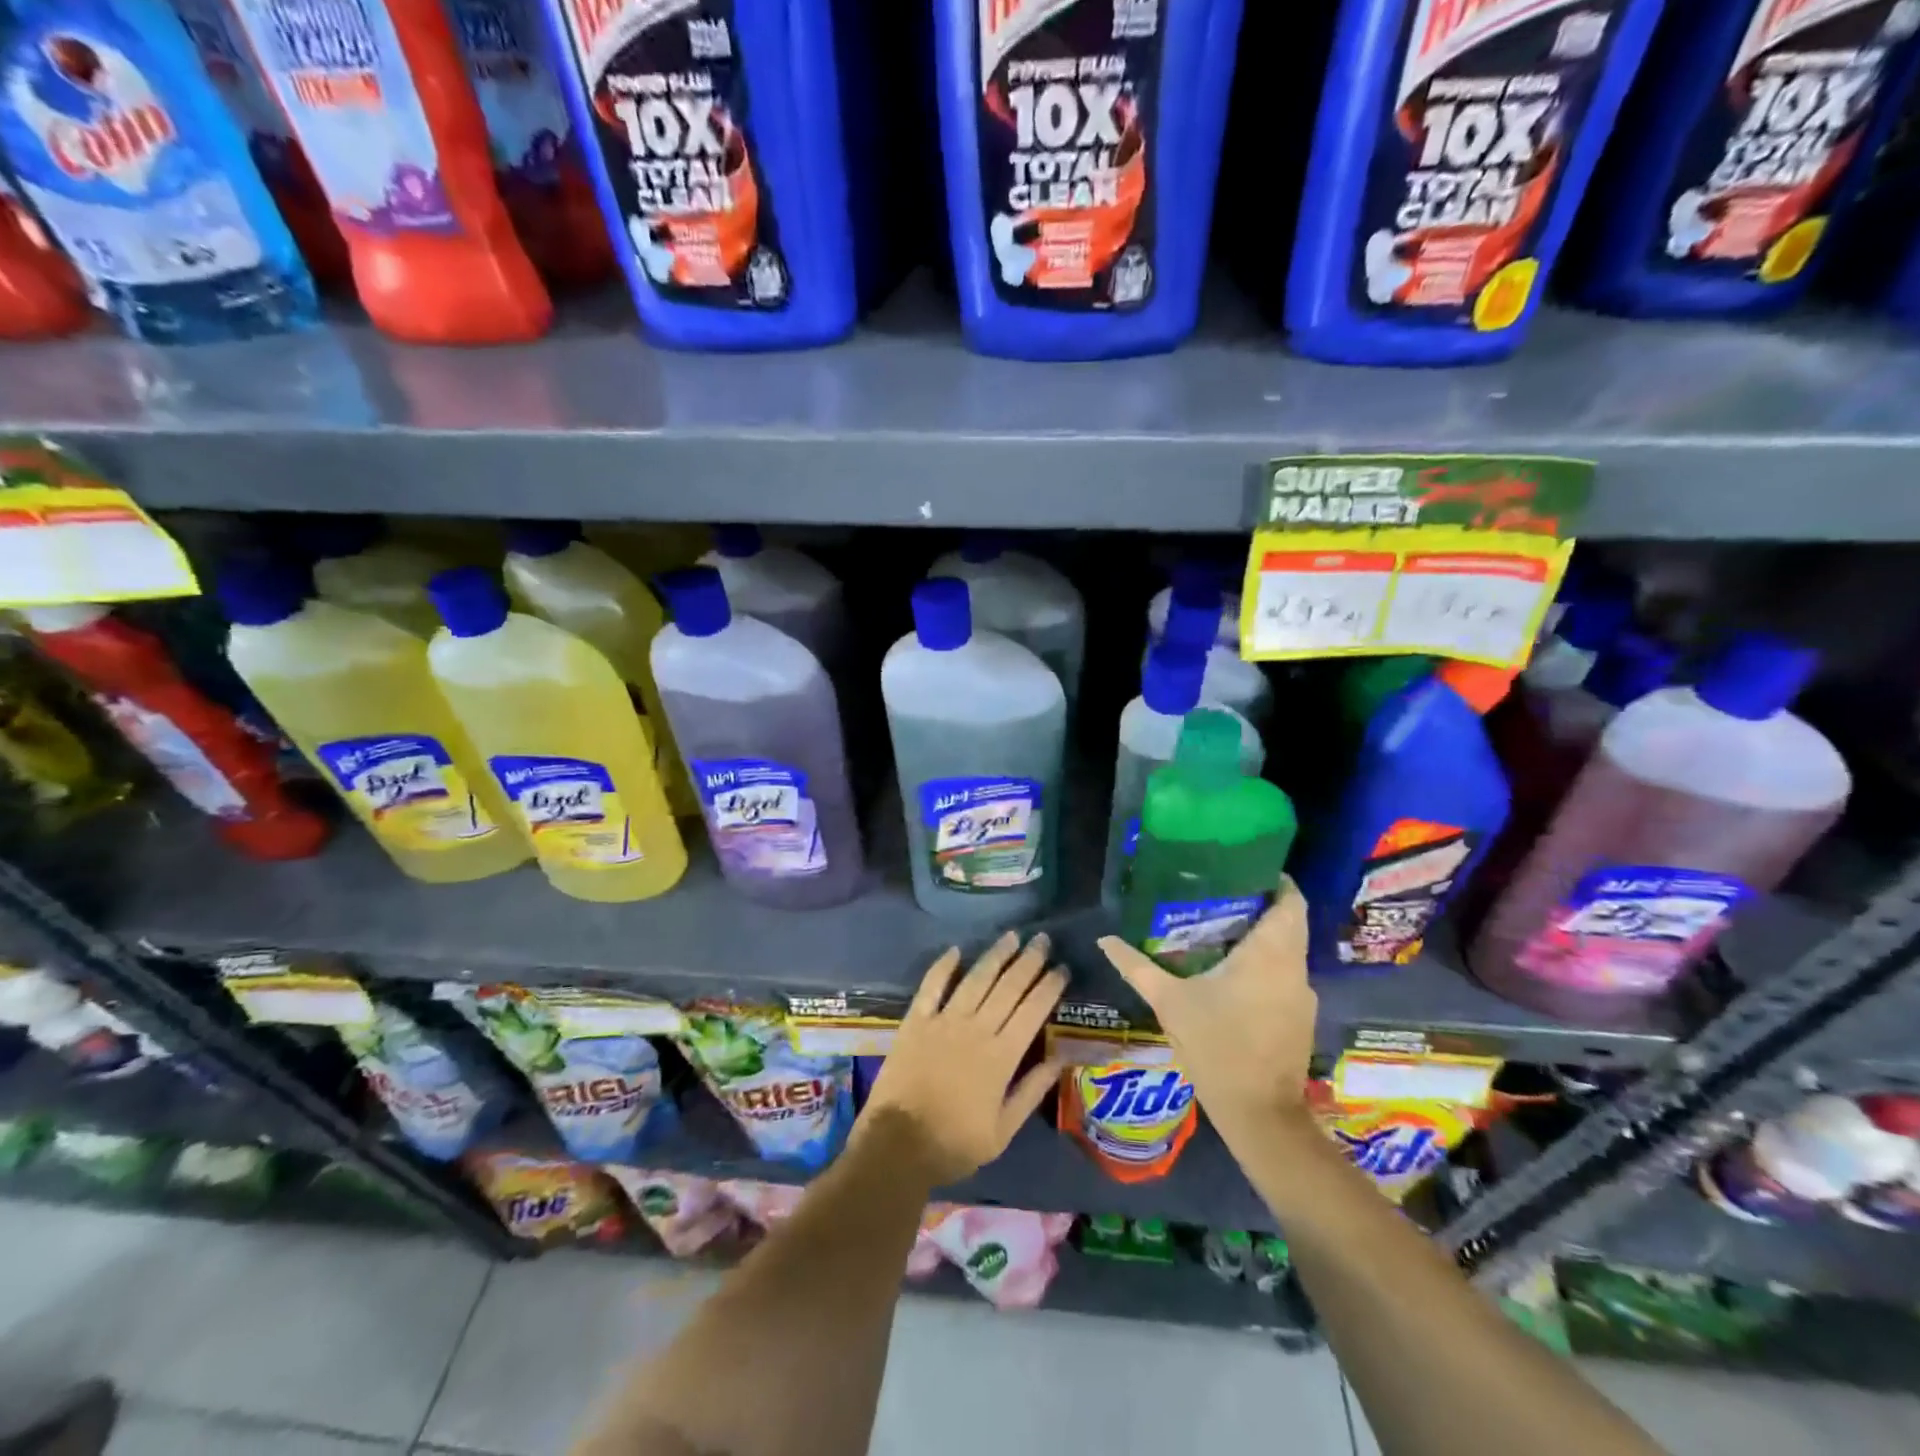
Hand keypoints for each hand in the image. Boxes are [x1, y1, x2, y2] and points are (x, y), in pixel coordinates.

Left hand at [859, 931, 1065, 1186]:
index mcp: (1002, 1056)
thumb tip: (1061, 1058)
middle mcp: (976, 1029)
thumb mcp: (1003, 1130)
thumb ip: (1032, 1091)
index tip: (1062, 968)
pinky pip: (931, 986)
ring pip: (975, 979)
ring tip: (1011, 936)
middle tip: (1042, 940)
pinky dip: (943, 966)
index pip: (1033, 1011)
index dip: (1049, 987)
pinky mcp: (916, 1021)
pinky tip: (956, 950)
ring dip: (995, 956)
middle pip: (1008, 987)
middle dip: (1028, 961)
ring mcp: (944, 1021)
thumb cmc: (955, 1143)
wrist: (898, 1145)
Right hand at [1096, 878, 1315, 1137]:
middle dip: (1263, 905)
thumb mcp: (1169, 1002)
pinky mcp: (1301, 1017)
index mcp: (1269, 954)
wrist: (1258, 1113)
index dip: (1275, 881)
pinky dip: (1268, 963)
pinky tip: (1235, 971)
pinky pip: (1287, 974)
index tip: (1245, 870)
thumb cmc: (1216, 1046)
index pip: (1290, 901)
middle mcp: (1294, 968)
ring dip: (1265, 936)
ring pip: (1290, 950)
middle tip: (1223, 894)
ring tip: (1223, 927)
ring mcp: (1302, 994)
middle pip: (1290, 922)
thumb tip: (1104, 939)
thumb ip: (1137, 966)